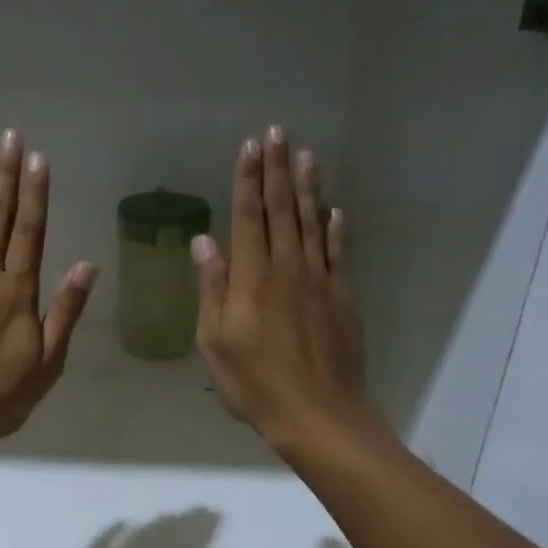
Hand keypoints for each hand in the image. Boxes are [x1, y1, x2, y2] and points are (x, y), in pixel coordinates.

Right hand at [193, 127, 377, 456]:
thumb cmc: (255, 383)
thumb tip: (204, 241)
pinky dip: (337, 229)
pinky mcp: (343, 298)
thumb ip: (212, 288)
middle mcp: (288, 268)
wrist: (319, 415)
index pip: (249, 217)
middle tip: (277, 133)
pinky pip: (339, 253)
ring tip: (305, 154)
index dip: (248, 180)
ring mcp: (320, 281)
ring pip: (313, 223)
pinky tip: (336, 211)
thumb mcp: (215, 342)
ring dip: (308, 187)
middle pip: (283, 210)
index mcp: (252, 279)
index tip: (249, 147)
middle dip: (277, 169)